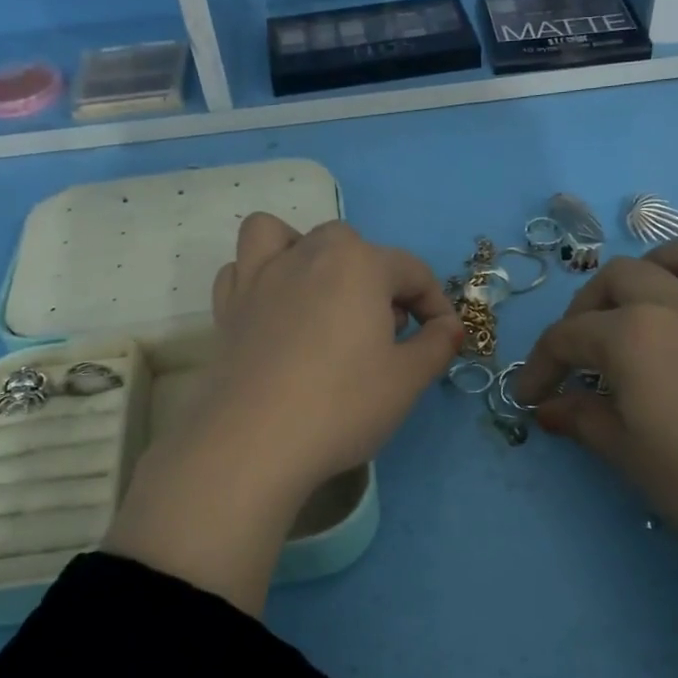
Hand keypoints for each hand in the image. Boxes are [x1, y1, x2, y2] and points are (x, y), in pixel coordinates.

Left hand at [105, 214, 462, 614]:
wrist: (255, 441)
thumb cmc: (342, 405)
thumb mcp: (407, 381)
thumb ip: (437, 346)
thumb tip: (449, 327)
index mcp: (359, 263)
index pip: (412, 270)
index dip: (435, 304)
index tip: (442, 339)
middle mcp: (307, 254)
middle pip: (352, 246)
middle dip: (377, 279)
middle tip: (385, 330)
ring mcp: (260, 276)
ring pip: (284, 236)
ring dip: (307, 253)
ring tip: (321, 295)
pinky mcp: (228, 306)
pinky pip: (242, 269)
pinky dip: (261, 277)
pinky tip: (275, 310)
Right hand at [515, 231, 677, 677]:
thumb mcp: (627, 455)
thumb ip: (582, 420)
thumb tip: (549, 408)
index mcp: (633, 337)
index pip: (567, 337)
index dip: (539, 365)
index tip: (530, 395)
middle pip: (619, 278)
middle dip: (585, 309)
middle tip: (580, 350)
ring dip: (665, 263)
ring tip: (651, 294)